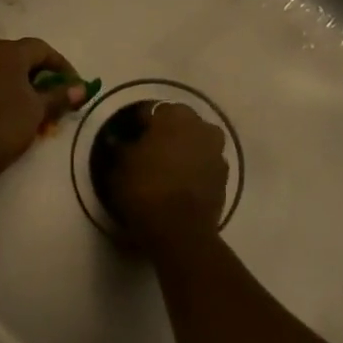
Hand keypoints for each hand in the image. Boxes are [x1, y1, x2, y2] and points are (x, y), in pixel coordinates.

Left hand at [0, 38, 88, 192]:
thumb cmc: (4, 125)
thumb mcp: (38, 110)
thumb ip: (59, 96)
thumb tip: (81, 88)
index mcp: (6, 52)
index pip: (41, 49)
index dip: (61, 66)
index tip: (74, 86)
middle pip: (19, 57)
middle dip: (40, 76)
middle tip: (54, 98)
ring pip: (1, 71)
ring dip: (21, 85)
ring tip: (34, 109)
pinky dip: (2, 92)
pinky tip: (10, 113)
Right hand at [105, 102, 227, 249]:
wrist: (180, 230)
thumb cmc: (145, 188)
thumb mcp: (120, 166)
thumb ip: (121, 147)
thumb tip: (118, 140)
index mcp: (173, 115)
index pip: (149, 111)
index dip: (137, 124)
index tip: (128, 137)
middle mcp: (200, 125)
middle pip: (178, 123)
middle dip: (165, 133)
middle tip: (147, 151)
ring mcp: (217, 151)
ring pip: (195, 141)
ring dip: (183, 149)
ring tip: (165, 167)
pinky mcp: (225, 176)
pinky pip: (204, 163)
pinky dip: (194, 167)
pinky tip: (180, 182)